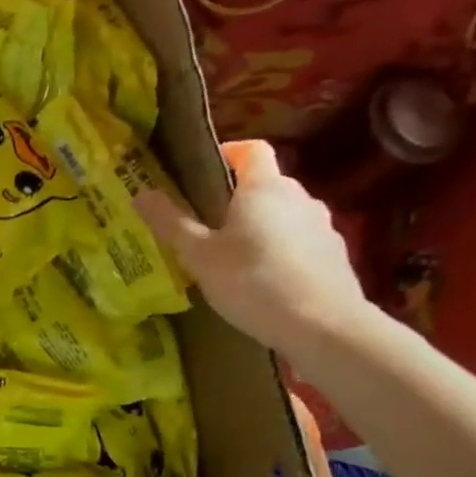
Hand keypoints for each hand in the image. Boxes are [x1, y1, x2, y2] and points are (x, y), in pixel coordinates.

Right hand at [138, 140, 371, 360]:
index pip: (250, 150)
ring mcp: (322, 226)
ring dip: (260, 228)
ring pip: (284, 216)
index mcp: (264, 188)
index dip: (227, 152)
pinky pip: (300, 243)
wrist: (323, 326)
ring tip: (234, 259)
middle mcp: (299, 196)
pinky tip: (265, 283)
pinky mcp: (335, 255)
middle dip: (237, 198)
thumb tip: (140, 194)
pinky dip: (281, 252)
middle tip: (207, 225)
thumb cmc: (252, 282)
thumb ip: (171, 223)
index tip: (203, 169)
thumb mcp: (199, 256)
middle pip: (266, 184)